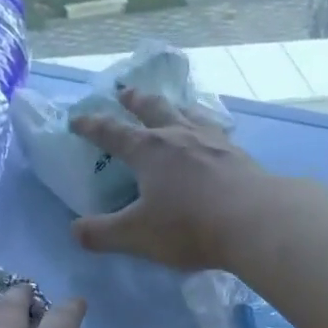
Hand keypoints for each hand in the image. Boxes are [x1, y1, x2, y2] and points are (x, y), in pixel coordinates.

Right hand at [69, 87, 271, 270]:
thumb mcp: (137, 236)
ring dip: (175, 106)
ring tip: (173, 106)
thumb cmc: (188, 227)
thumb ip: (103, 234)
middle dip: (135, 100)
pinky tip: (214, 135)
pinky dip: (207, 127)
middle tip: (125, 91)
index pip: (112, 132)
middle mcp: (178, 135)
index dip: (92, 126)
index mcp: (148, 150)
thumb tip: (75, 231)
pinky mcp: (238, 154)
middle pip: (153, 108)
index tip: (76, 120)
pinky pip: (217, 131)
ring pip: (188, 113)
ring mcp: (212, 141)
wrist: (252, 221)